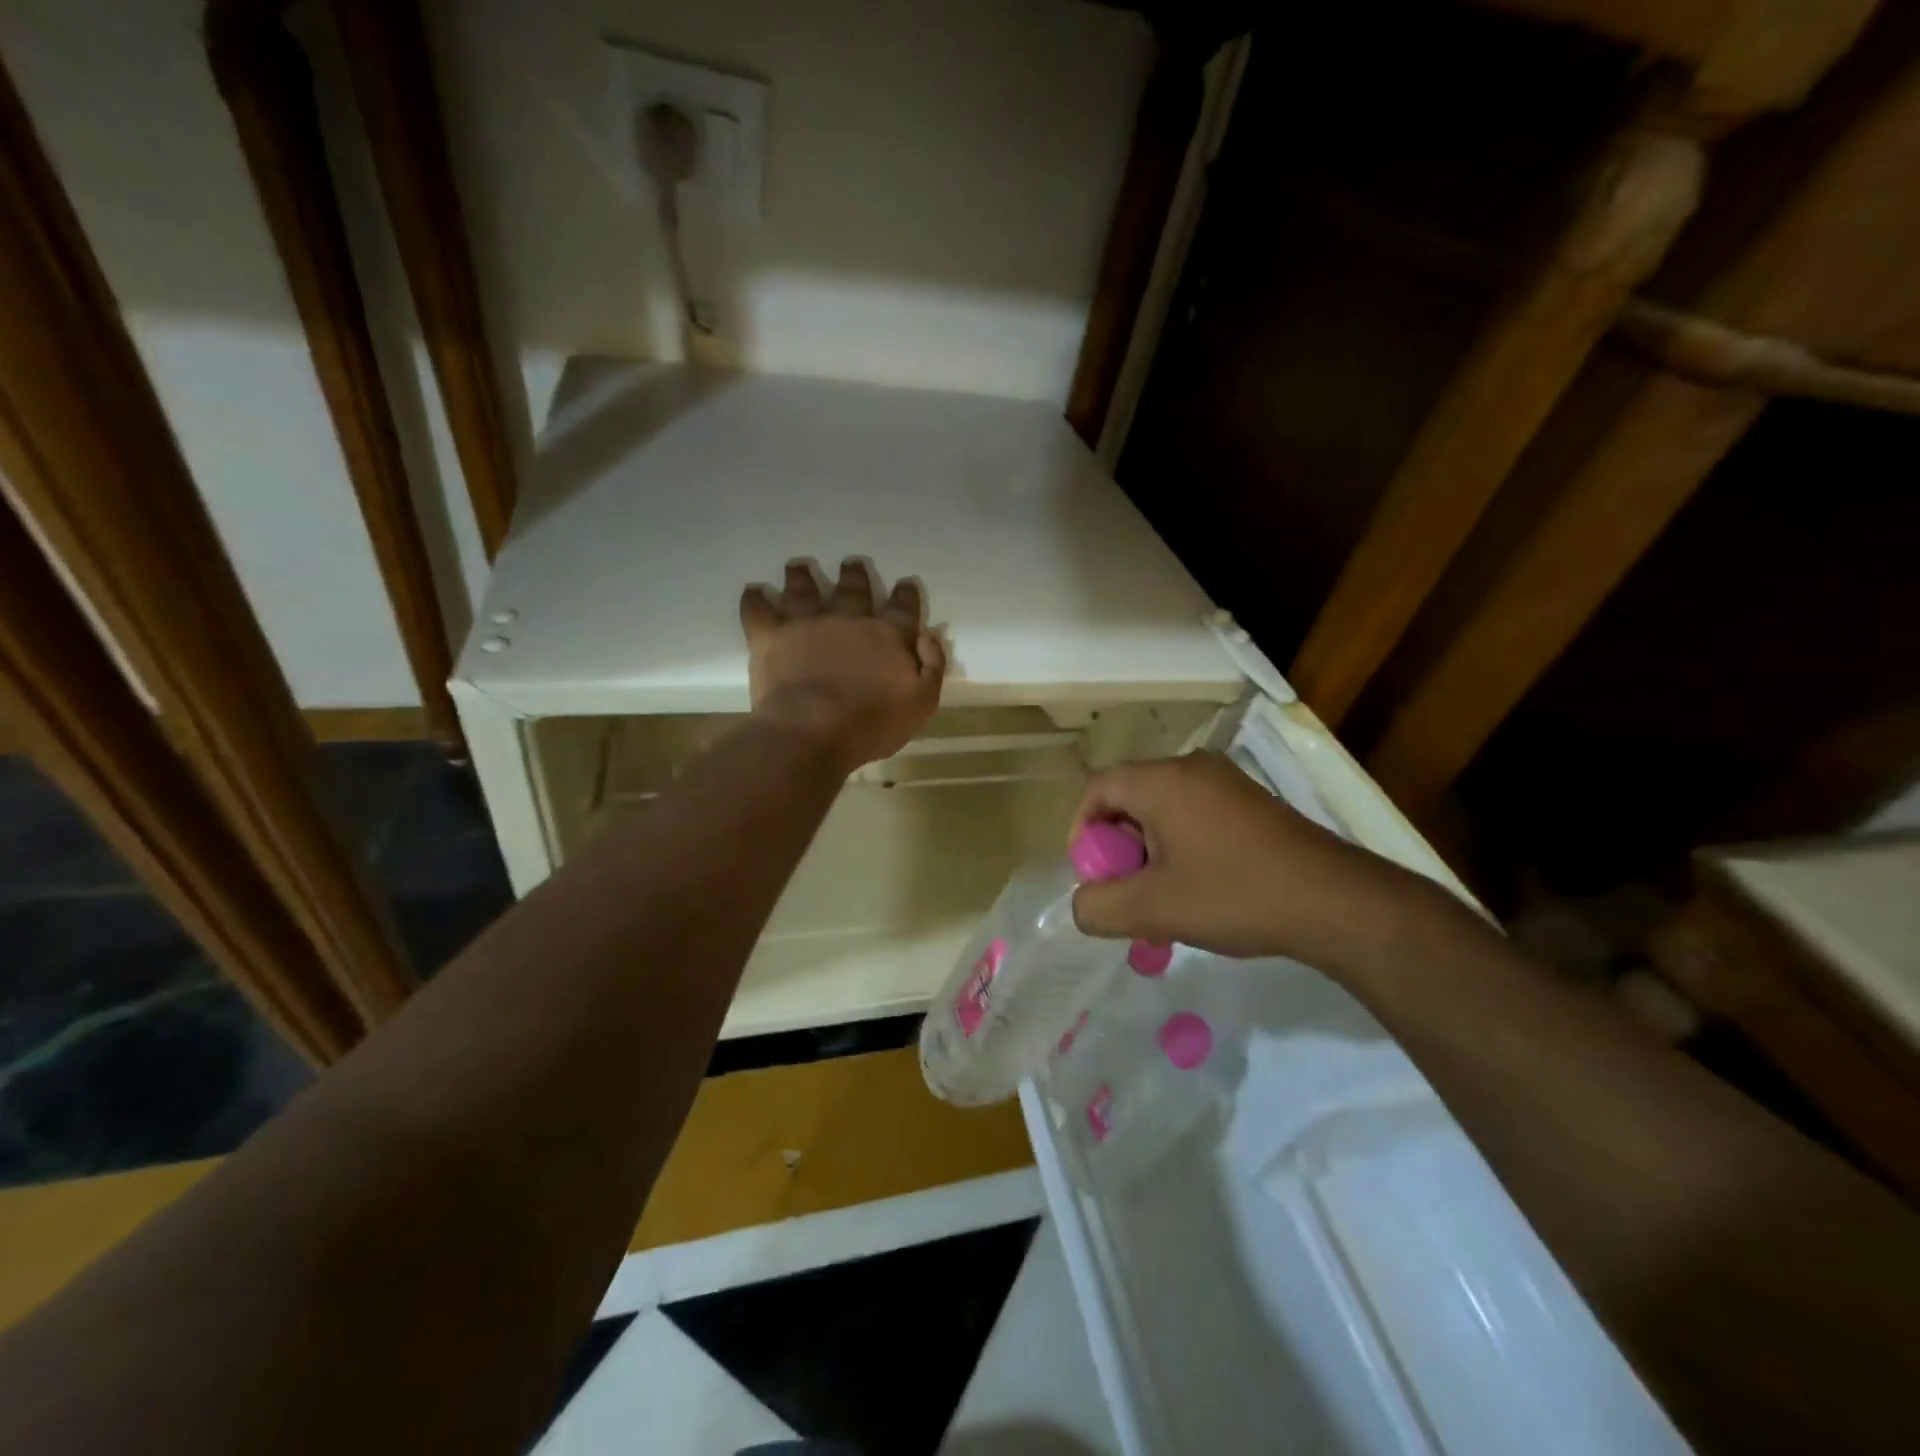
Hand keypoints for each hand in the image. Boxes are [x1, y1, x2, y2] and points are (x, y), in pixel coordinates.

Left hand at [740, 558, 945, 770]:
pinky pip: (759, 610)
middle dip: (854, 574)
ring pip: (804, 589)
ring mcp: (808, 623)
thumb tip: (928, 636)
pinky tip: (753, 591)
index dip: (906, 595)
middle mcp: (849, 619)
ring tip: (798, 566)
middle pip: (853, 589)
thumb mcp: (921, 703)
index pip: (903, 608)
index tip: (905, 585)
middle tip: (852, 563)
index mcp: (888, 636)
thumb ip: (931, 667)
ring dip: (802, 576)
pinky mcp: (771, 636)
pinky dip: (755, 599)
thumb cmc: (872, 724)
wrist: (814, 731)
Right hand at [1069, 753, 1426, 971]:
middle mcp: (1192, 768)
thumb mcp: (1155, 910)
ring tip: (1162, 900)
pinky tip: (1198, 890)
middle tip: (1127, 893)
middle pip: (1130, 798)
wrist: (1335, 902)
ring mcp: (1227, 782)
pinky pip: (1196, 815)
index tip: (1094, 875)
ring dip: (1150, 853)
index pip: (1097, 788)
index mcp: (1162, 780)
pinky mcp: (1252, 802)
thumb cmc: (1235, 895)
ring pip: (1164, 809)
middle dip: (1119, 848)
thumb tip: (1083, 904)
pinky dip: (1181, 847)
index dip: (1082, 831)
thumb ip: (1099, 907)